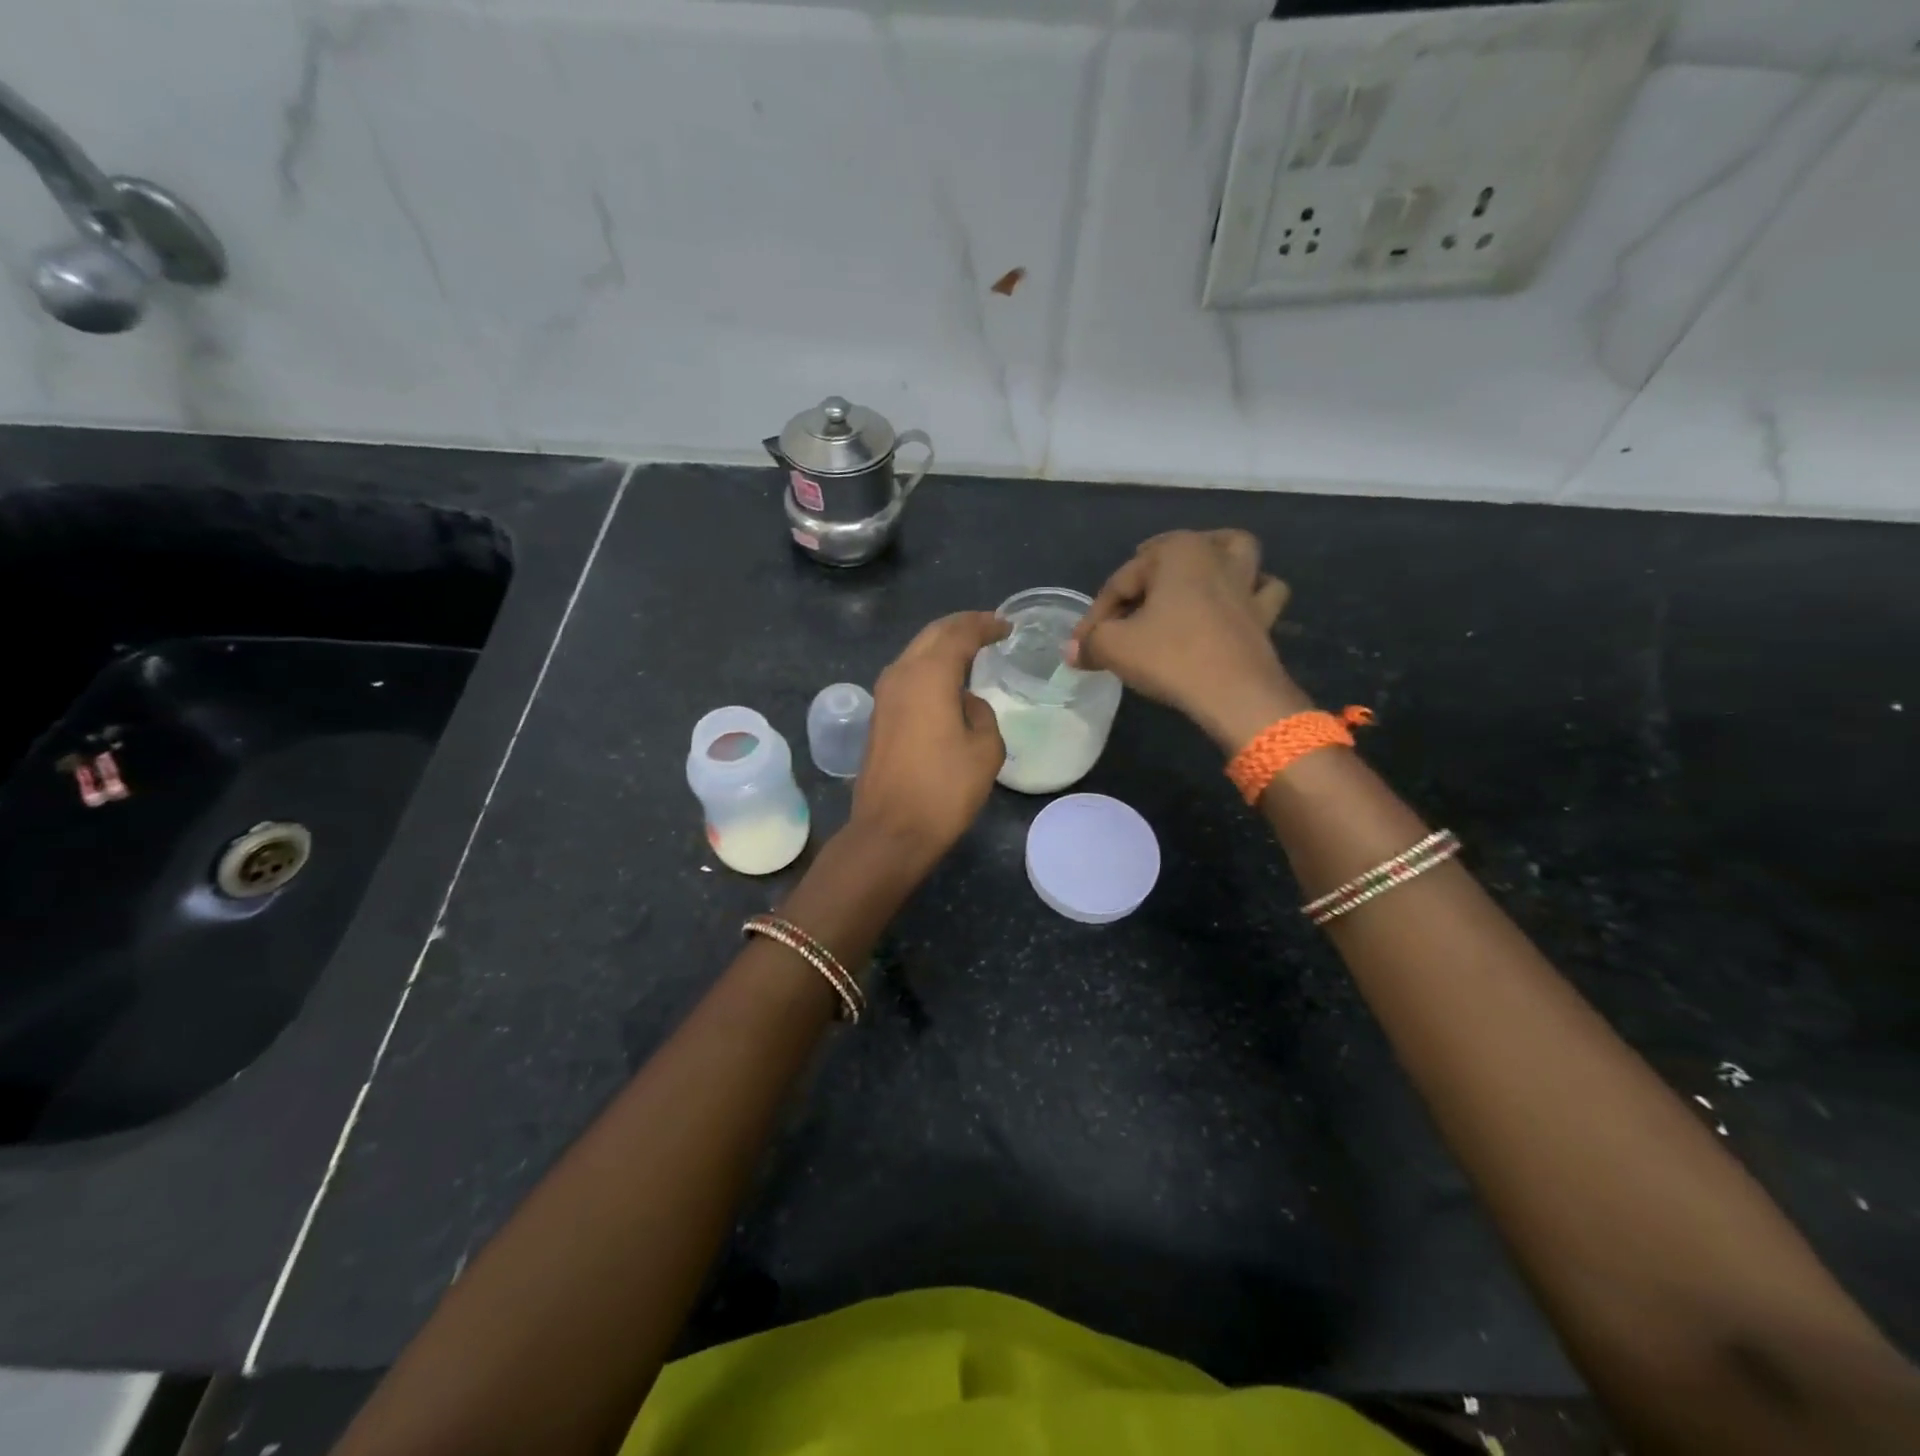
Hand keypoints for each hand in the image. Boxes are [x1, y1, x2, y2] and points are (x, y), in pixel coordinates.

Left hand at [849, 611, 1009, 869]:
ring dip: (942, 647)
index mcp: (928, 674)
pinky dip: (929, 668)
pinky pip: (907, 676)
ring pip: (916, 654)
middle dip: (961, 627)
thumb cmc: (944, 789)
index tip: (1006, 626)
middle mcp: (900, 674)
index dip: (985, 625)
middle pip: (932, 635)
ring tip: (971, 652)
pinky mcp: (878, 716)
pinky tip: (947, 682)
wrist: (891, 831)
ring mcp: (884, 695)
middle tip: (989, 629)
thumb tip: (966, 703)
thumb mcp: (985, 750)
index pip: (959, 633)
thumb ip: (981, 714)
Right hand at [1068, 529, 1310, 752]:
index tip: (1082, 645)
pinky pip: (1262, 591)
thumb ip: (1090, 643)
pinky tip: (1234, 606)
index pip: (1121, 581)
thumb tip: (1072, 652)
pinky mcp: (1265, 614)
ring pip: (1233, 554)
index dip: (1096, 615)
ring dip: (1213, 561)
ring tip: (1191, 580)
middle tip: (1125, 608)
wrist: (1235, 695)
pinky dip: (1251, 592)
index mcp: (1177, 551)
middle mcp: (1216, 555)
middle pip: (1171, 558)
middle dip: (1146, 579)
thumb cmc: (1171, 657)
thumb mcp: (1114, 648)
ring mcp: (1246, 583)